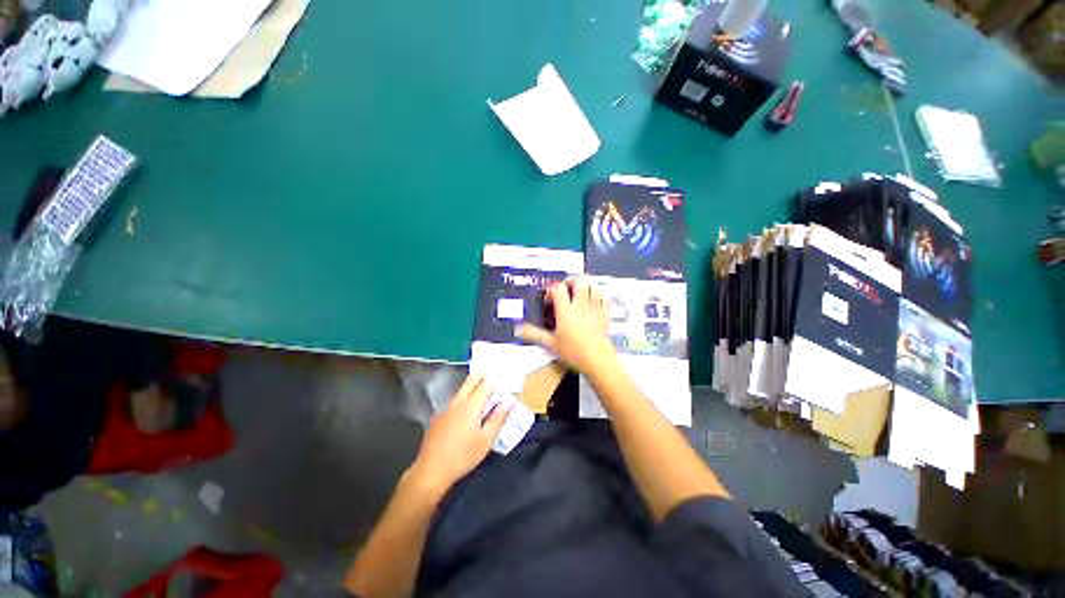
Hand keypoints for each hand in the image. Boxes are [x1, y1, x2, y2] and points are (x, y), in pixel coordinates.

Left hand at [406, 373, 509, 496]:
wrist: (430, 471)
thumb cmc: (462, 456)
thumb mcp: (485, 441)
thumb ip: (498, 419)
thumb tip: (509, 402)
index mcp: (470, 406)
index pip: (485, 384)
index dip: (495, 375)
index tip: (502, 368)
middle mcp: (457, 402)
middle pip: (471, 380)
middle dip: (482, 372)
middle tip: (492, 366)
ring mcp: (446, 409)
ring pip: (462, 390)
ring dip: (473, 385)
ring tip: (483, 386)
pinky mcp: (439, 417)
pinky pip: (455, 401)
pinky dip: (465, 398)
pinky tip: (467, 409)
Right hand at [517, 277, 617, 375]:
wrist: (597, 359)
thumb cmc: (573, 352)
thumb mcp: (551, 343)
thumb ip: (534, 333)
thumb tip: (518, 328)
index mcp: (566, 310)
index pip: (558, 288)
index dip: (552, 290)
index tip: (550, 300)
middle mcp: (580, 305)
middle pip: (579, 280)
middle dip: (571, 281)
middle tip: (566, 290)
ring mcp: (594, 308)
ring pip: (593, 286)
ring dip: (586, 287)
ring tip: (579, 295)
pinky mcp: (604, 314)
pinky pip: (604, 297)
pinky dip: (598, 296)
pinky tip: (593, 302)